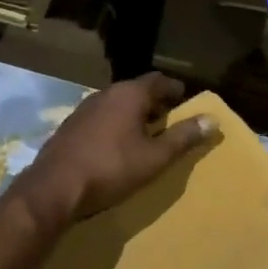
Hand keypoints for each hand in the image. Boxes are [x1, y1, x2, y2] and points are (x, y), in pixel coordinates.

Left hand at [10, 72, 216, 229]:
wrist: (54, 188)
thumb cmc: (111, 168)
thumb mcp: (154, 157)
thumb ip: (183, 138)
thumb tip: (212, 120)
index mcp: (129, 94)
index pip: (159, 80)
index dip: (176, 90)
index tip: (187, 101)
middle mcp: (105, 94)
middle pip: (136, 91)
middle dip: (155, 103)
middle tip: (170, 120)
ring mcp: (83, 109)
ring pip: (116, 104)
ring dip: (133, 115)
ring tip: (146, 134)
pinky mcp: (70, 127)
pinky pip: (100, 118)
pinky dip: (114, 125)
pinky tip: (116, 146)